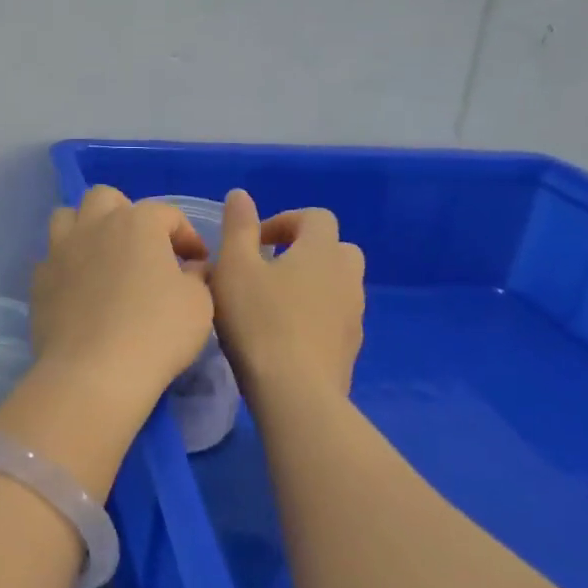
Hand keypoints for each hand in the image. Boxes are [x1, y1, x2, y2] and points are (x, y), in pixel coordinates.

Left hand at [28, 186, 214, 419]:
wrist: (93, 372)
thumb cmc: (156, 332)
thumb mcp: (199, 304)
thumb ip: (197, 276)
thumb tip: (190, 268)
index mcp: (137, 222)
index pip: (167, 213)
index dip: (187, 235)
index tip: (197, 262)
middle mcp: (95, 225)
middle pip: (107, 198)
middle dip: (127, 214)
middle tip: (143, 247)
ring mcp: (60, 250)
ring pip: (68, 217)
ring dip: (87, 228)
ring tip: (104, 257)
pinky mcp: (39, 279)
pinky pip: (52, 257)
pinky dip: (68, 264)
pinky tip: (81, 289)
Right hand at [211, 189, 364, 404]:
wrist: (295, 393)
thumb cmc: (258, 321)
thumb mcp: (233, 267)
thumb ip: (237, 227)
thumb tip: (241, 195)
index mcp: (322, 250)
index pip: (315, 217)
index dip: (284, 222)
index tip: (254, 243)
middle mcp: (347, 276)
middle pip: (335, 248)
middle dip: (305, 251)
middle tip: (269, 269)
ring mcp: (354, 314)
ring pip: (338, 284)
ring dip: (312, 284)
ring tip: (275, 303)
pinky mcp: (352, 347)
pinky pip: (336, 316)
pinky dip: (317, 315)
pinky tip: (286, 335)